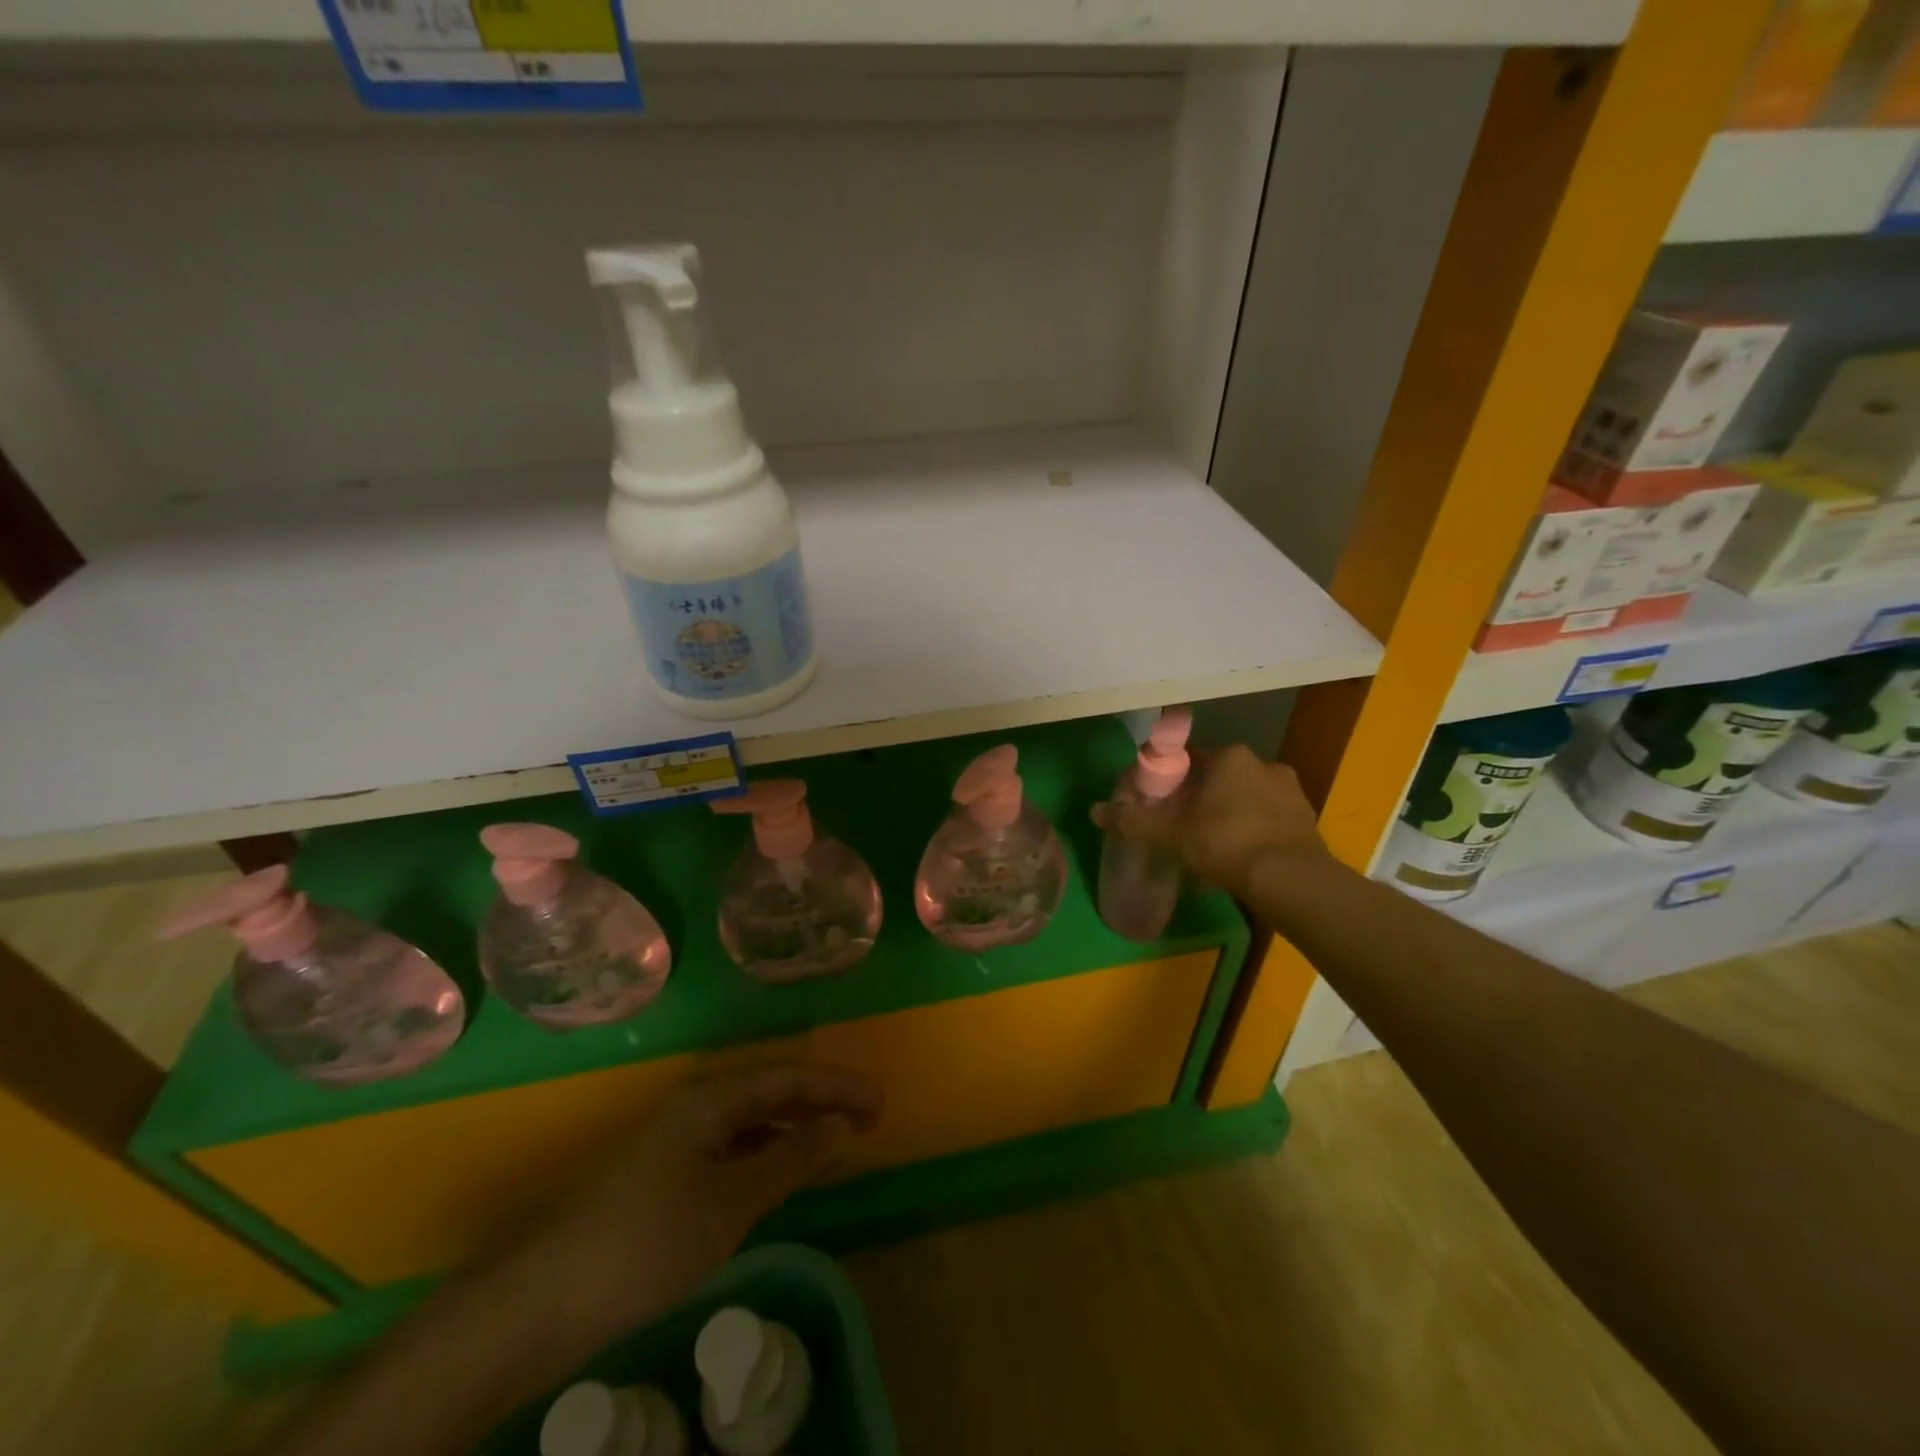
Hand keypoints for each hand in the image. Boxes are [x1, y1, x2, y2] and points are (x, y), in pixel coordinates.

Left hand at [509, 1063, 881, 1336]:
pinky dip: (766, 1156)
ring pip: (751, 1121)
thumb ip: (788, 1160)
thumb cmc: (645, 1243)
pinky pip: (732, 1150)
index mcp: (711, 1098)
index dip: (837, 1086)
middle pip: (771, 1091)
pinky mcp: (665, 1176)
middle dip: (821, 1103)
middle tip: (868, 1122)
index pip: (789, 1076)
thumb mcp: (729, 1204)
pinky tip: (781, 1176)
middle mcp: (695, 1107)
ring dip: (795, 1129)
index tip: (880, 1104)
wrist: (541, 1304)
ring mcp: (677, 1141)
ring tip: (836, 1145)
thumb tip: (839, 1125)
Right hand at [1093, 744, 1330, 896]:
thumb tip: (1095, 810)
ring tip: (1211, 848)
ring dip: (1230, 817)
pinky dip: (1253, 836)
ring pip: (1248, 800)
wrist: (1290, 880)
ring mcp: (1291, 793)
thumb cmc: (1226, 842)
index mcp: (1231, 757)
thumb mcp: (1171, 833)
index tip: (1161, 800)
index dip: (1173, 778)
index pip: (1193, 758)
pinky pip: (1269, 823)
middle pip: (1222, 778)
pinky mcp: (1307, 823)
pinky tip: (1239, 862)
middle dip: (1203, 799)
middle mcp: (1264, 765)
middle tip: (1183, 826)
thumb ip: (1134, 821)